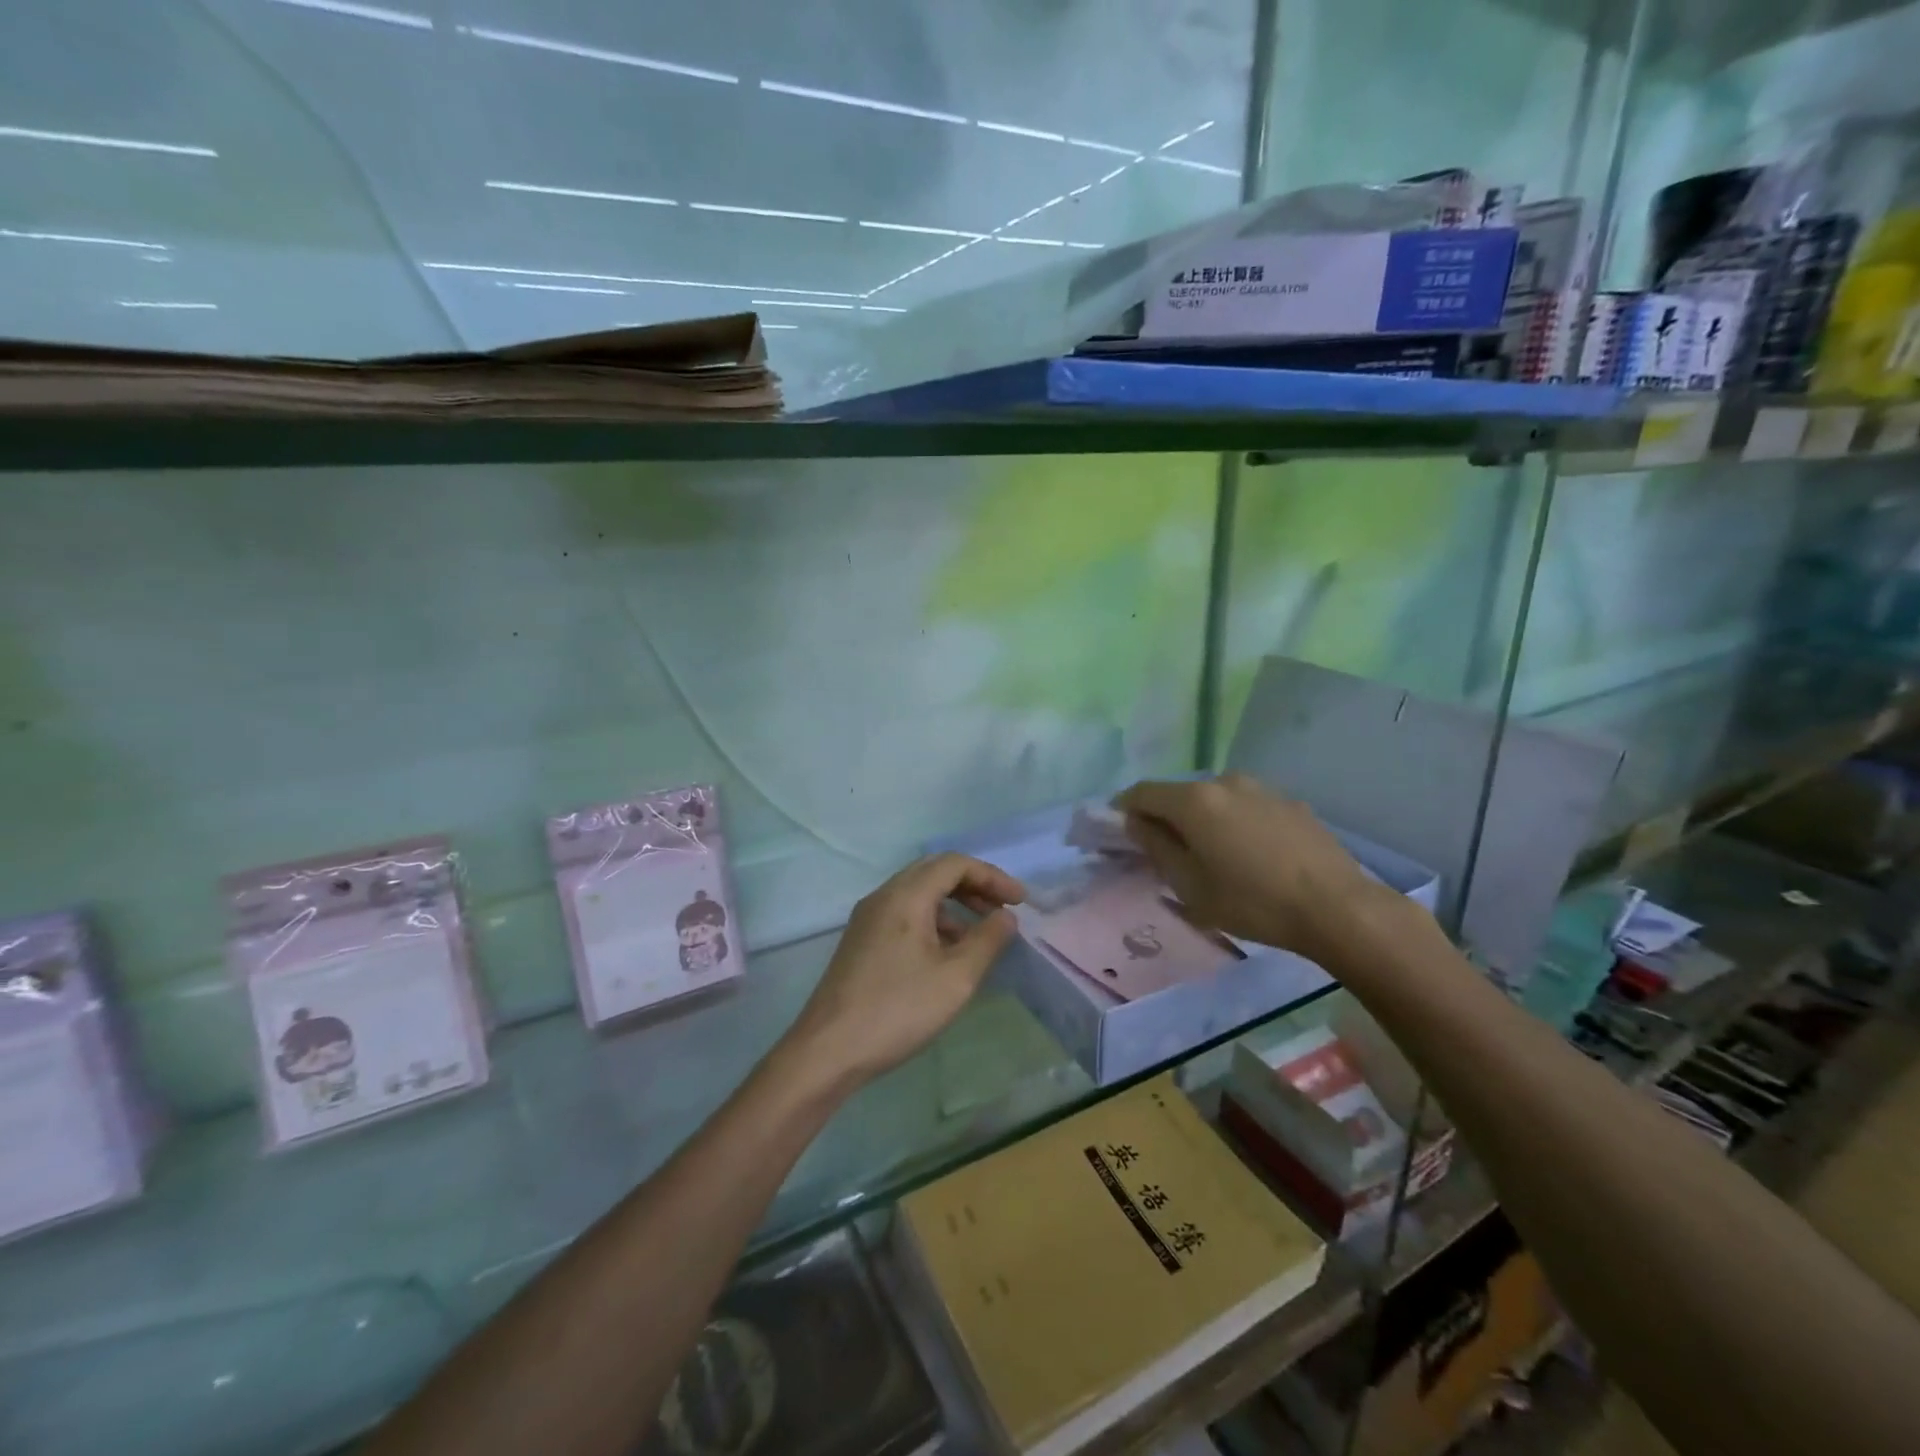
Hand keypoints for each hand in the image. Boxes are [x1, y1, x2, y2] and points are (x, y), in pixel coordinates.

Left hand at [783, 853, 1024, 1091]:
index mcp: (905, 896)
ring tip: (980, 935)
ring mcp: (868, 918)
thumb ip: (987, 941)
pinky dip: (933, 921)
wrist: (828, 1050)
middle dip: (973, 886)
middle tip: (1002, 910)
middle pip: (934, 872)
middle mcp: (883, 897)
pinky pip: (904, 914)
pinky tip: (947, 954)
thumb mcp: (955, 978)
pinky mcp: (862, 941)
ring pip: (918, 894)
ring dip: (954, 905)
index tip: (1020, 902)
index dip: (992, 877)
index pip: (954, 864)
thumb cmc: (897, 1010)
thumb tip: (1006, 917)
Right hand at [1115, 774, 1396, 963]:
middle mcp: (1224, 782)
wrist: (1337, 908)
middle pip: (1179, 794)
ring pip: (1215, 800)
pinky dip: (1234, 824)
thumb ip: (1156, 847)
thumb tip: (1136, 823)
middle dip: (1165, 818)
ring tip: (1213, 856)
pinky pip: (1246, 807)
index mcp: (1194, 800)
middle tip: (1166, 853)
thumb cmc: (1252, 901)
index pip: (1141, 792)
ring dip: (1202, 821)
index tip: (1120, 833)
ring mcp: (1261, 789)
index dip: (1123, 810)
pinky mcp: (1290, 802)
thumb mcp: (1190, 885)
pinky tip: (1250, 856)